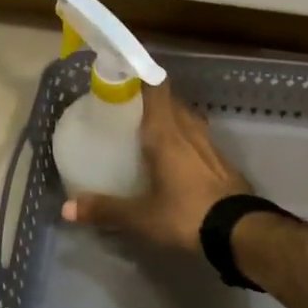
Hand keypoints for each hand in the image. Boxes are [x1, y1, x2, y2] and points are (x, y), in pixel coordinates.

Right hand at [62, 85, 253, 255]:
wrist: (241, 232)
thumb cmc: (186, 215)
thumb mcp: (141, 217)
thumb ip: (106, 210)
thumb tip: (67, 208)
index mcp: (166, 133)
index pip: (156, 88)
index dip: (141, 76)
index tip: (122, 76)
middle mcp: (189, 130)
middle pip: (171, 100)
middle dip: (151, 99)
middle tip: (128, 107)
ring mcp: (210, 144)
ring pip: (187, 118)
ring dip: (171, 118)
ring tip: (151, 130)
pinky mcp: (223, 160)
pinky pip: (199, 138)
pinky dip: (185, 138)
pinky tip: (177, 157)